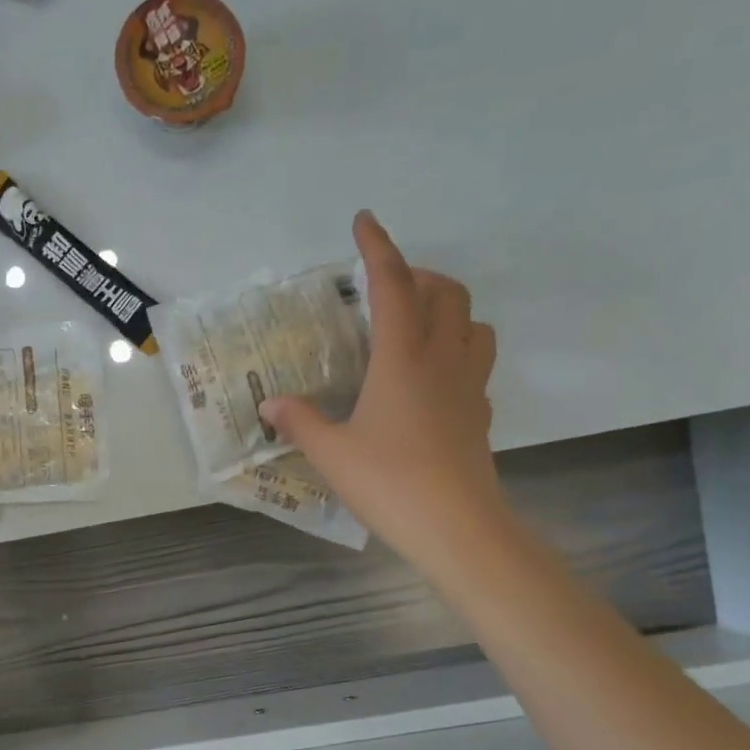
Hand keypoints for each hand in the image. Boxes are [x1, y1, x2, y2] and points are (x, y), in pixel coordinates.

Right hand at [260, 211, 502, 567]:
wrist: (457, 528)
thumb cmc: (389, 482)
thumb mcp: (331, 453)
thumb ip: (300, 421)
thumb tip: (271, 403)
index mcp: (402, 358)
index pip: (392, 286)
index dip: (377, 248)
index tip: (364, 221)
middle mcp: (442, 360)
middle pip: (446, 293)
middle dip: (418, 276)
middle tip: (384, 290)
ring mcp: (469, 386)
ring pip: (473, 323)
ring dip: (447, 310)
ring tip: (413, 327)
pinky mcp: (479, 414)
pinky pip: (476, 362)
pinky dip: (456, 350)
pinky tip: (430, 379)